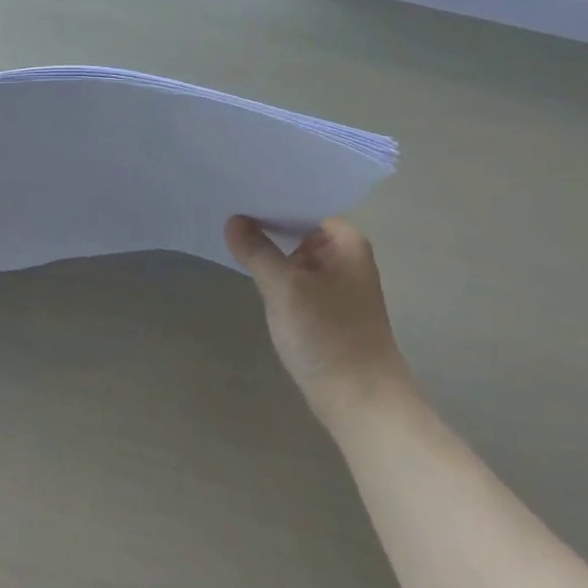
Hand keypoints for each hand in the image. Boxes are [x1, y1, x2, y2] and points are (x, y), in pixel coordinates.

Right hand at [224, 215, 412, 422]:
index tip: (240, 187)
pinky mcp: (325, 306)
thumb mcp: (284, 288)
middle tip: (226, 205)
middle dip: (266, 220)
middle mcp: (345, 256)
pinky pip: (295, 276)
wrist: (361, 400)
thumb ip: (257, 250)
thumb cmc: (328, 336)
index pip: (304, 203)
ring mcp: (335, 282)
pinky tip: (249, 266)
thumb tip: (233, 220)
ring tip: (230, 231)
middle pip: (299, 226)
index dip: (273, 195)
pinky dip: (275, 270)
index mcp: (345, 242)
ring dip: (268, 246)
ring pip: (295, 253)